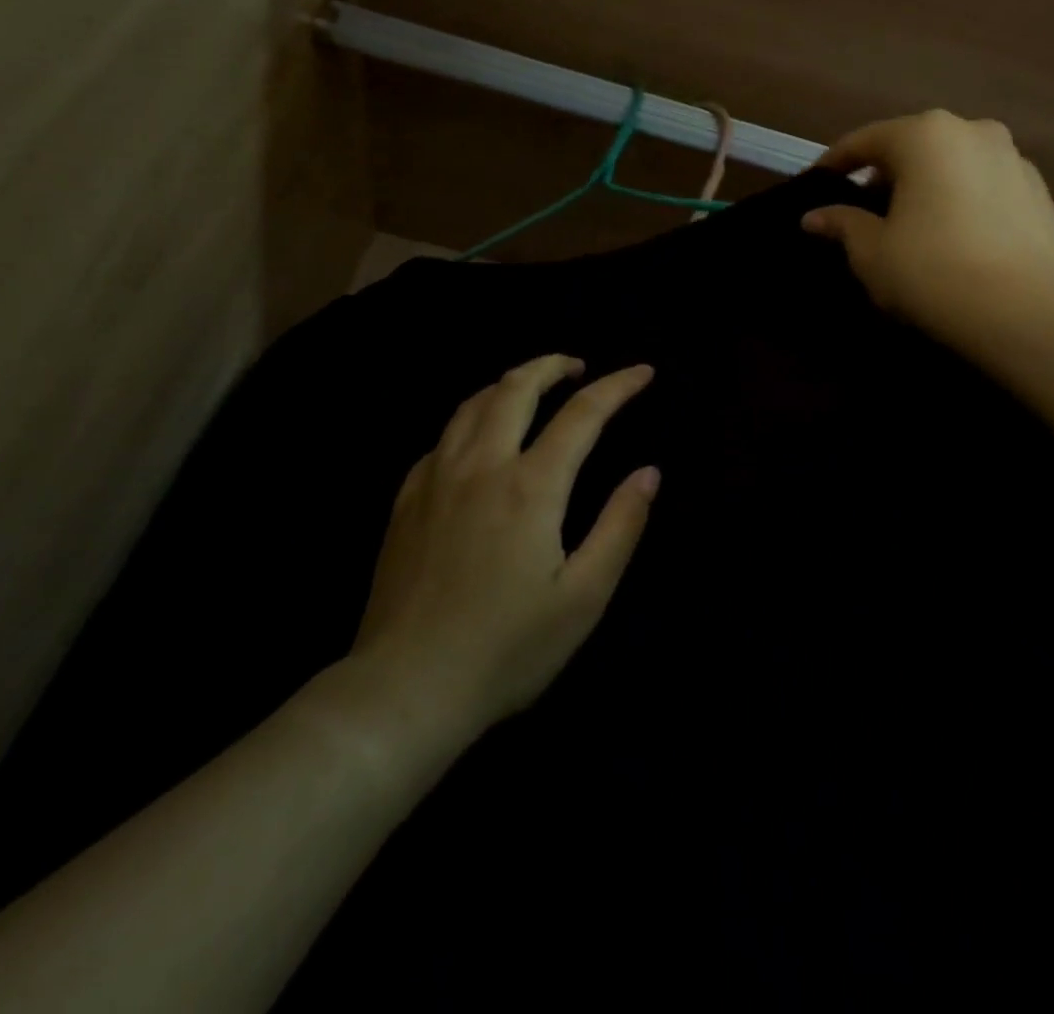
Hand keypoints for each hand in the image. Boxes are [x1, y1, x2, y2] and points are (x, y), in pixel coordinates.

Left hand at [349, 356, 659, 737]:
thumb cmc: (506, 649)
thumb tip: (648, 473)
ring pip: (473, 403)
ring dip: (509, 383)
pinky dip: (472, 420)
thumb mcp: (583, 598)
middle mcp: (481, 465)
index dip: (617, 386)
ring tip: (532, 388)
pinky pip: (443, 437)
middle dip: (553, 365)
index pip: (582, 413)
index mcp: (530, 486)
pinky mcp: (407, 499)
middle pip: (516, 387)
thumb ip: (620, 527)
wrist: (405, 688)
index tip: (643, 372)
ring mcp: (436, 478)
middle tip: (579, 367)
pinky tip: (479, 439)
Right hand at [802, 111, 1053, 342]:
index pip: (865, 140)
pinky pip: (984, 188)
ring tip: (911, 227)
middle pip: (913, 147)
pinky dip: (961, 203)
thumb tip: (815, 217)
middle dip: (885, 175)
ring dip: (927, 188)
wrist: (1029, 311)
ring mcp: (1014, 159)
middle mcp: (973, 131)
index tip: (817, 184)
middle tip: (864, 211)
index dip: (835, 163)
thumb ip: (842, 224)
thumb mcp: (871, 252)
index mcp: (924, 135)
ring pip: (953, 166)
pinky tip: (953, 239)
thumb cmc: (932, 270)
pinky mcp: (1041, 193)